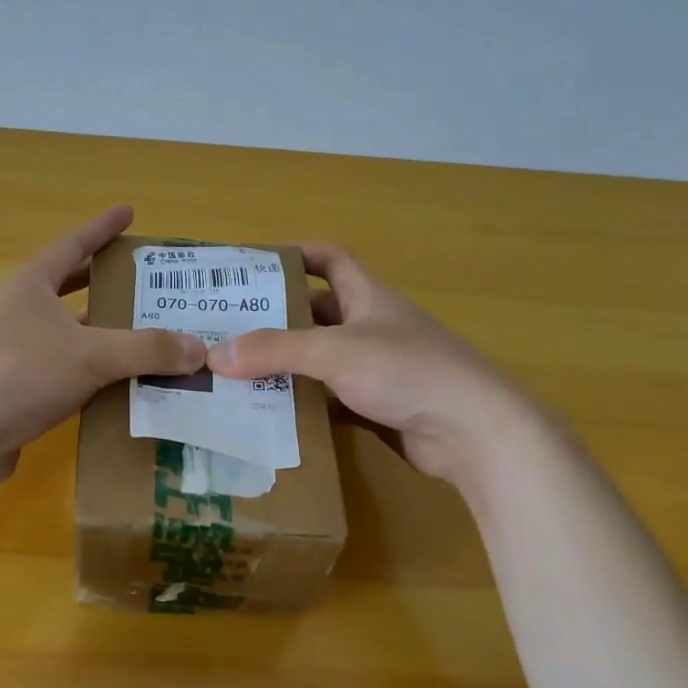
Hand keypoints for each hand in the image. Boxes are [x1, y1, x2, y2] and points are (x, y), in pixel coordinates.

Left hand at [0, 206, 205, 486]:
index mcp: (31, 286)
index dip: (102, 228)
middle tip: (145, 280)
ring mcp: (13, 351)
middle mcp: (19, 312)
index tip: (128, 211)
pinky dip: (93, 371)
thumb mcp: (91, 355)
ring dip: (103, 332)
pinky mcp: (15, 389)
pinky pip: (64, 370)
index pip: (72, 245)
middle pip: (68, 287)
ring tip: (146, 333)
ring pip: (68, 333)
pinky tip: (120, 384)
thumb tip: (200, 348)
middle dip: (105, 281)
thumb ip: (147, 350)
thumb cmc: (20, 376)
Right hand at [207, 244, 540, 485]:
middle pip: (316, 314)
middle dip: (275, 318)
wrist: (471, 432)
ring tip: (235, 374)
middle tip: (227, 329)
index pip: (329, 259)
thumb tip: (215, 355)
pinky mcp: (377, 407)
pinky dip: (302, 404)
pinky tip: (269, 414)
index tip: (252, 266)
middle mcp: (371, 327)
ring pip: (319, 360)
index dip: (294, 255)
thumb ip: (275, 351)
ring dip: (284, 365)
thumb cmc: (407, 371)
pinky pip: (328, 399)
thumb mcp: (335, 352)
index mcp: (368, 297)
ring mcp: (376, 370)